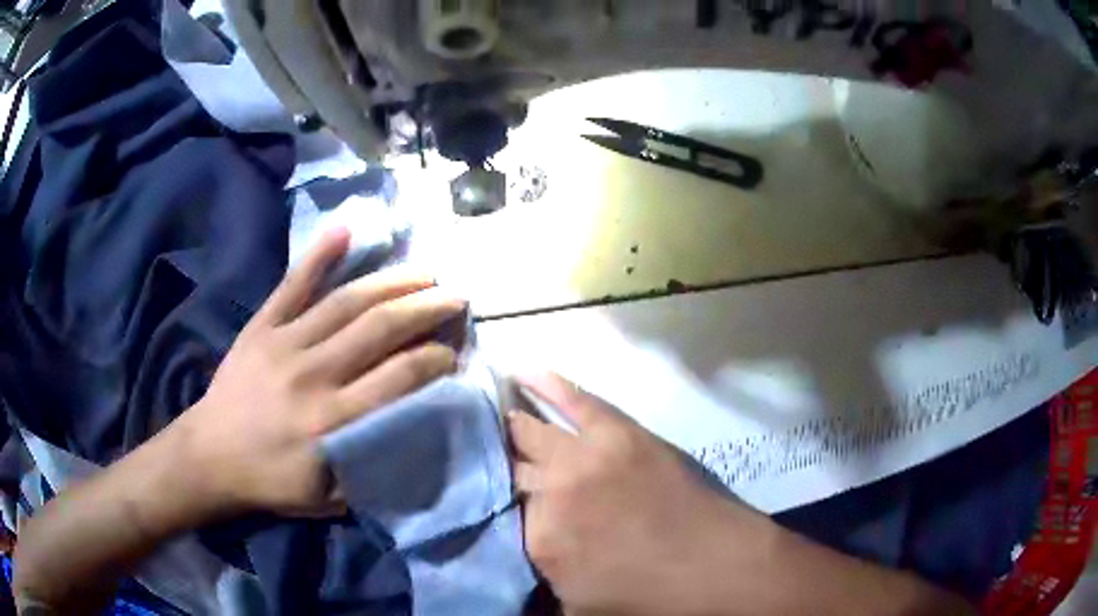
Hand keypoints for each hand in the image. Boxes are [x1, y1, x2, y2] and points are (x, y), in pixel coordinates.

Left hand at [174, 228, 465, 517]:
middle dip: (426, 308)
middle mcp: (315, 374)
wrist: (208, 455)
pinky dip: (319, 256)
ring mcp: (285, 343)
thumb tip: (410, 430)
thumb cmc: (270, 481)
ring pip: (347, 301)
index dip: (437, 358)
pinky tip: (345, 231)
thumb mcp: (329, 497)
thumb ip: (370, 466)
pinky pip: (292, 285)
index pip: (401, 377)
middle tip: (456, 297)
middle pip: (380, 329)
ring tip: (425, 271)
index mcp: (333, 420)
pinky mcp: (261, 326)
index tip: (455, 351)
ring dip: (392, 282)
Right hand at [509, 373, 778, 615]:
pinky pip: (574, 400)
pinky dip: (547, 383)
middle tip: (477, 453)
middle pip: (508, 468)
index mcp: (538, 540)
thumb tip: (515, 553)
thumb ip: (537, 578)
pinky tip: (520, 371)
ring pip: (529, 432)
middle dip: (494, 463)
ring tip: (485, 410)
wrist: (714, 566)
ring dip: (507, 424)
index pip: (496, 511)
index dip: (492, 502)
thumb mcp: (576, 607)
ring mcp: (584, 456)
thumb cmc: (649, 596)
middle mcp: (551, 493)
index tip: (489, 494)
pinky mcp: (618, 433)